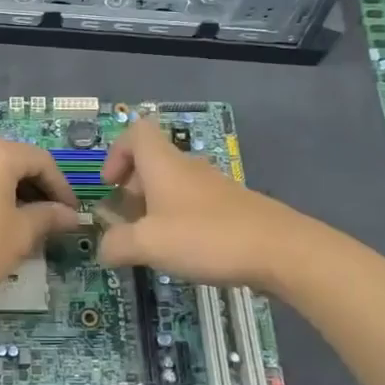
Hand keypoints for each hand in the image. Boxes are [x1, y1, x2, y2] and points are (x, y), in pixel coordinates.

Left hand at [0, 138, 81, 314]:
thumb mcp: (20, 234)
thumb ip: (48, 217)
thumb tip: (71, 215)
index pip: (41, 160)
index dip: (61, 187)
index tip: (71, 214)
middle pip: (14, 162)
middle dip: (37, 189)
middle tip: (51, 219)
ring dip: (13, 194)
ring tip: (25, 226)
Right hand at [97, 120, 301, 287]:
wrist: (281, 250)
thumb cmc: (207, 237)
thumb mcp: (149, 245)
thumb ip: (117, 244)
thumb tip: (103, 248)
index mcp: (164, 164)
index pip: (136, 132)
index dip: (116, 152)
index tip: (110, 185)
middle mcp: (188, 168)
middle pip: (153, 161)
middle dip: (133, 188)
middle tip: (127, 221)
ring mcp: (214, 187)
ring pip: (174, 185)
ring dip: (156, 207)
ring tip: (153, 242)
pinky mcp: (233, 208)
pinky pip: (195, 204)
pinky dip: (180, 220)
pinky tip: (185, 252)